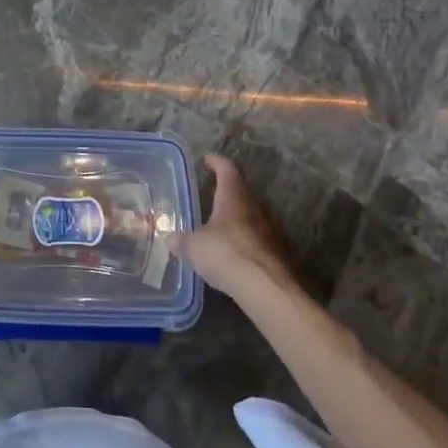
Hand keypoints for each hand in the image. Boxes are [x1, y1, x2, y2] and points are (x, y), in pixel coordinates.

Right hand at [177, 155, 295, 298]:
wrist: (266, 288)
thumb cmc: (225, 254)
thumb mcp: (193, 247)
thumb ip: (181, 240)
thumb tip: (170, 239)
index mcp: (233, 197)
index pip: (227, 170)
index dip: (217, 162)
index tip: (208, 159)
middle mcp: (254, 207)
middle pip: (242, 191)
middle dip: (228, 191)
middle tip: (213, 193)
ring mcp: (269, 230)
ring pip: (252, 215)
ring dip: (238, 217)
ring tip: (221, 225)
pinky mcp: (277, 252)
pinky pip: (258, 238)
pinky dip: (246, 240)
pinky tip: (234, 252)